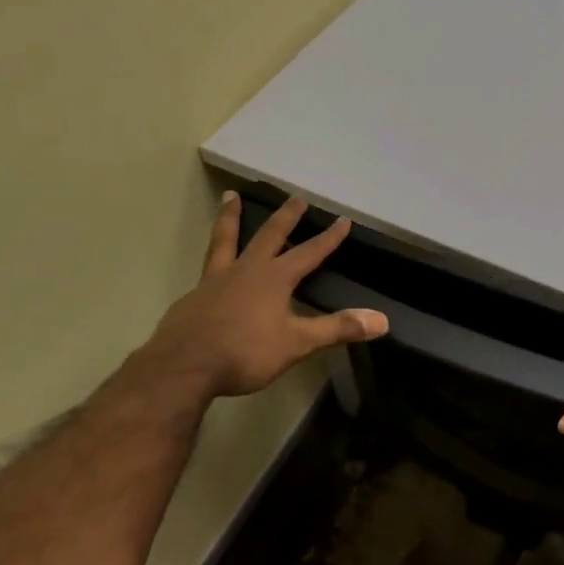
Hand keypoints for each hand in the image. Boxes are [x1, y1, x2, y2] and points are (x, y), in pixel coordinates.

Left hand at [140, 193, 388, 397]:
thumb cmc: (244, 353)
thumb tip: (382, 321)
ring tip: (229, 196)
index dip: (329, 237)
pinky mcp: (192, 297)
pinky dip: (213, 259)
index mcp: (274, 278)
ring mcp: (214, 281)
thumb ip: (337, 329)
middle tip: (296, 195)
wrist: (181, 368)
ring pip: (225, 239)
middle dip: (286, 216)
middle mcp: (246, 270)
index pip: (310, 252)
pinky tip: (211, 268)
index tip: (343, 219)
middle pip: (269, 234)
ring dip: (230, 216)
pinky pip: (206, 269)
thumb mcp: (297, 343)